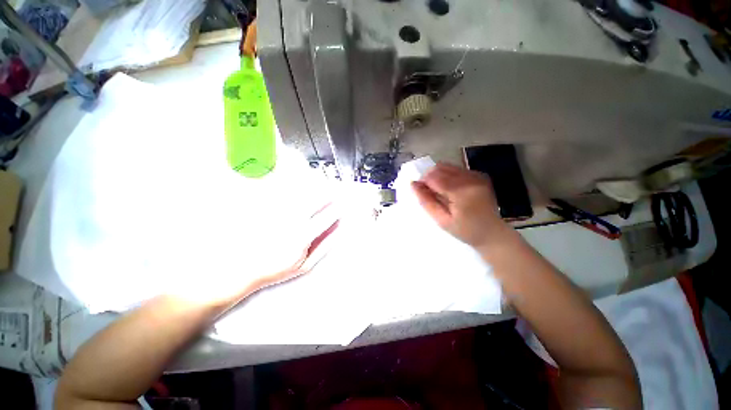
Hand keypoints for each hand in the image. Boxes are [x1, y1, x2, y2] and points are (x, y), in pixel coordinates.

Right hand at [411, 163, 508, 248]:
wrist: (492, 233)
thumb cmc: (465, 230)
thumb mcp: (441, 220)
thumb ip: (426, 201)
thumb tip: (413, 184)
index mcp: (461, 192)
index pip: (434, 177)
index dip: (423, 182)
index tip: (421, 192)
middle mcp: (470, 178)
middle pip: (440, 168)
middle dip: (429, 177)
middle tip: (430, 193)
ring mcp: (477, 175)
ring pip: (448, 166)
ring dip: (438, 176)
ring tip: (440, 192)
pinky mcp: (480, 175)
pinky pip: (456, 169)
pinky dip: (448, 176)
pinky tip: (451, 190)